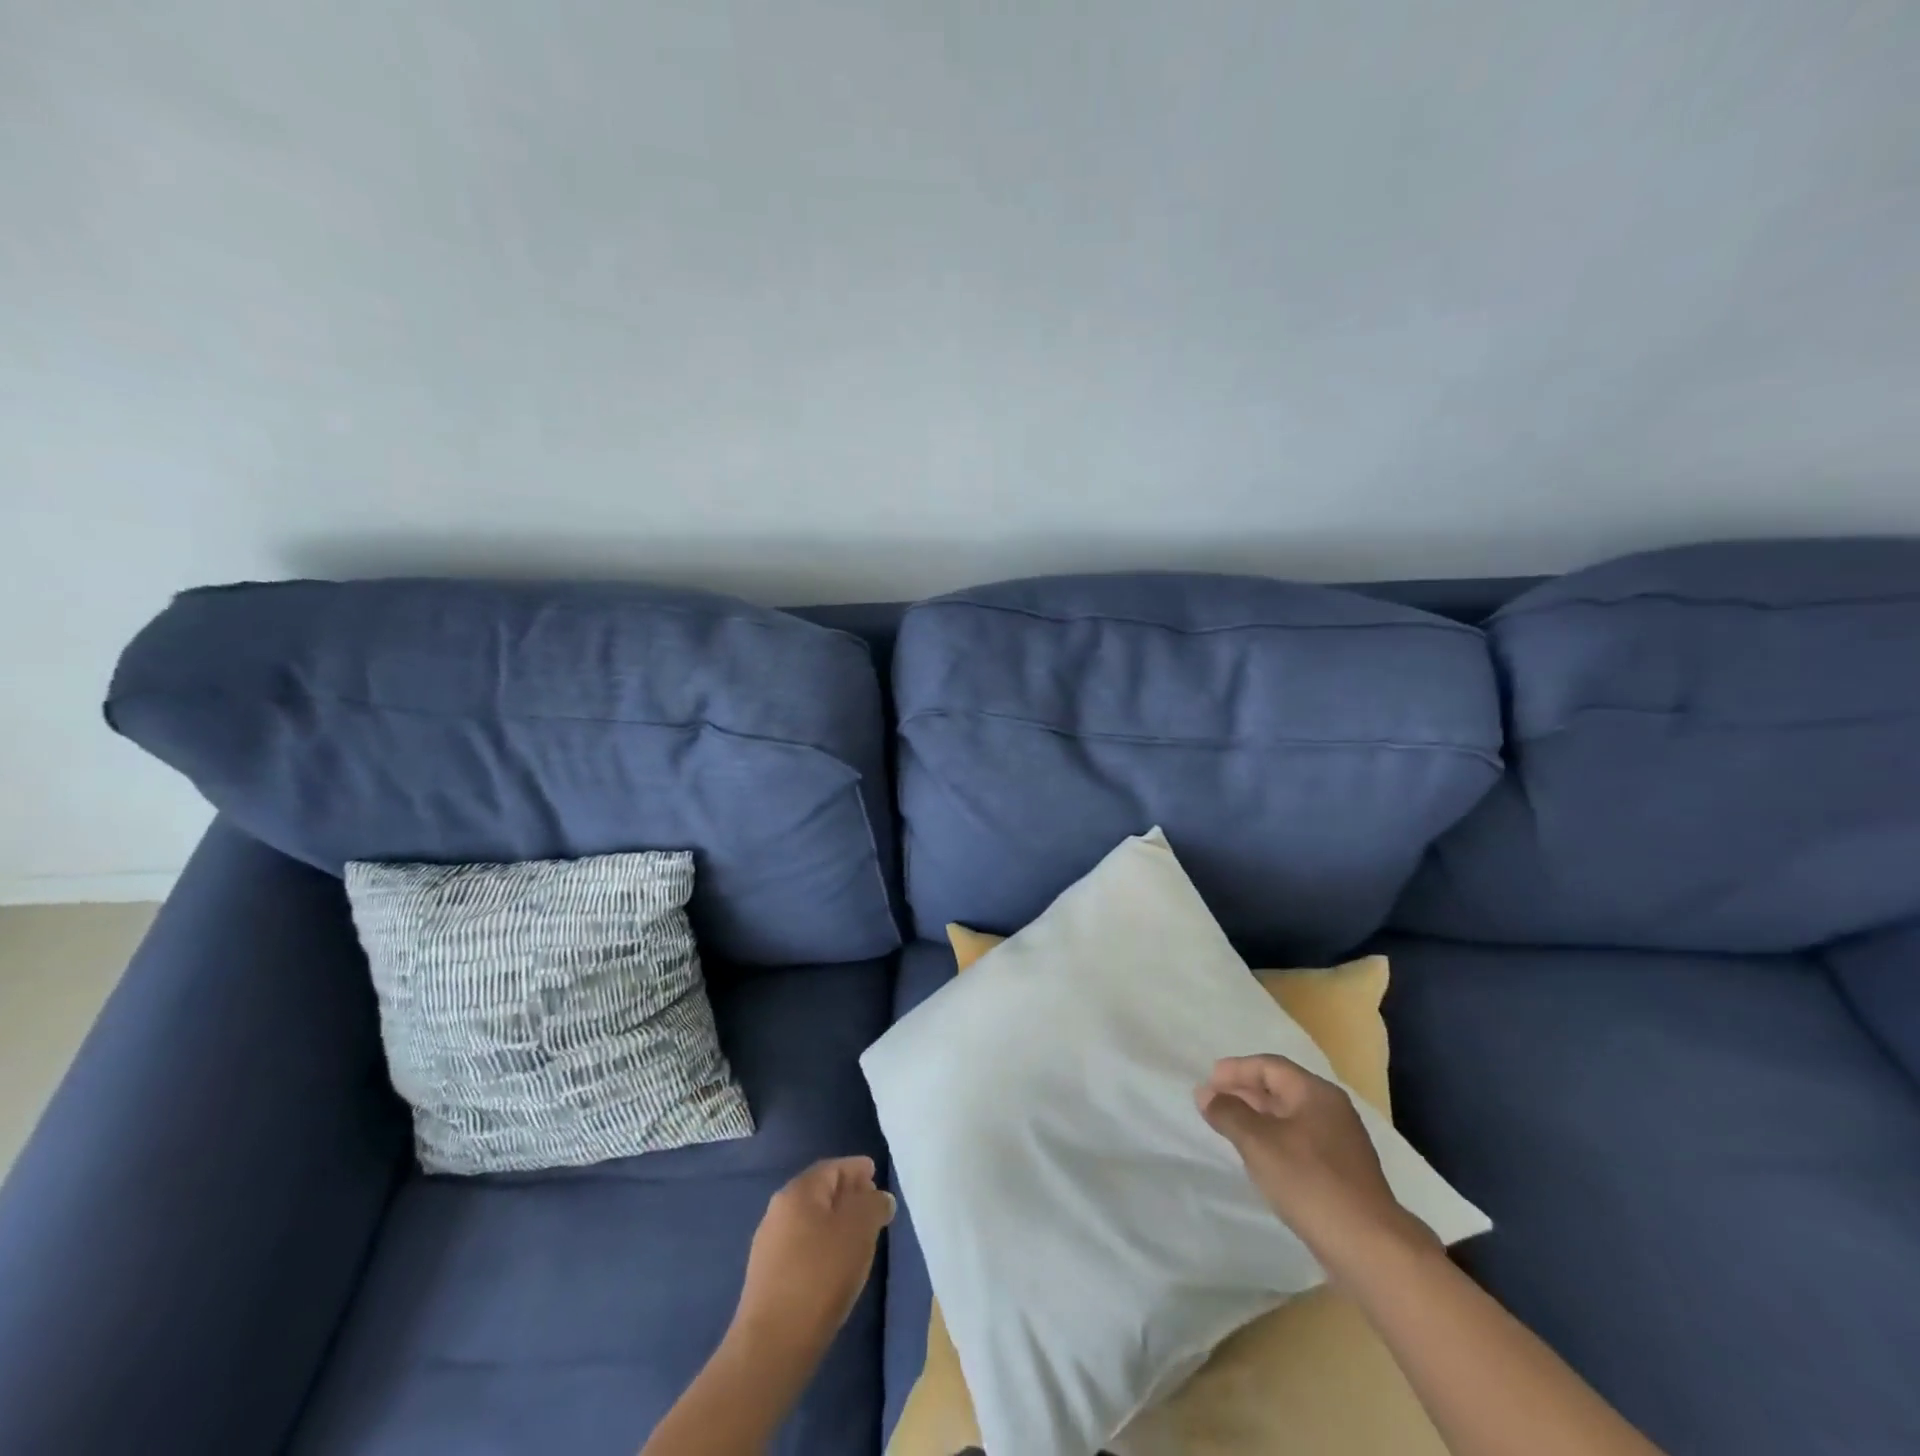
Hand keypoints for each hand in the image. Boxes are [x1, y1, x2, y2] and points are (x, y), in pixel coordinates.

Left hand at [730, 1156, 895, 1360]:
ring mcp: (769, 1245)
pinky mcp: (768, 1277)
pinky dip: (824, 1245)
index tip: (876, 1174)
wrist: (772, 1346)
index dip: (856, 1169)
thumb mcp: (859, 1230)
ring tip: (860, 1236)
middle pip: (820, 1192)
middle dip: (848, 1194)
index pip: (832, 1168)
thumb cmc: (820, 1275)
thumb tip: (878, 1197)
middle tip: (873, 1204)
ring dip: (836, 1221)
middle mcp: (779, 1210)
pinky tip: (836, 1264)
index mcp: (798, 1192)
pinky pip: (803, 1246)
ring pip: (811, 1220)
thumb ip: (874, 1205)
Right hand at [1196, 1054, 1436, 1281]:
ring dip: (1258, 1117)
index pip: (1269, 1066)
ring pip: (1290, 1117)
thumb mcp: (1258, 1142)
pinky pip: (1300, 1141)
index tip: (1208, 1082)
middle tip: (1213, 1102)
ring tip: (1230, 1128)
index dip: (1235, 1070)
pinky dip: (1275, 1140)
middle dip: (1245, 1092)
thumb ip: (1229, 1113)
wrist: (1369, 1247)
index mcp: (1316, 1093)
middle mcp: (1332, 1110)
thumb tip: (1205, 1094)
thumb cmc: (1309, 1181)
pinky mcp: (1343, 1172)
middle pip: (1281, 1088)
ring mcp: (1341, 1142)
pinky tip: (1260, 1157)